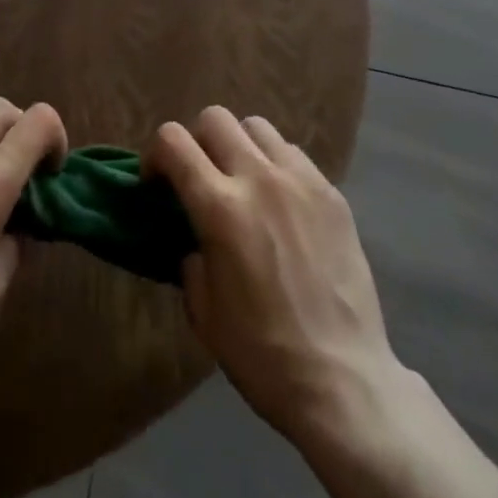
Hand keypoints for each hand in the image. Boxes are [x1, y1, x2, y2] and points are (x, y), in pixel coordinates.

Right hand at [147, 106, 400, 445]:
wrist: (342, 379)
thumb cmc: (262, 353)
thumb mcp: (204, 311)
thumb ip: (191, 257)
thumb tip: (196, 238)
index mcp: (220, 207)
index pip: (173, 141)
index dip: (155, 155)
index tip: (156, 182)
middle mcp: (259, 178)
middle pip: (215, 118)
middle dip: (196, 141)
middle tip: (198, 177)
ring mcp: (301, 180)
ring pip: (256, 126)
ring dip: (238, 145)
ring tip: (241, 181)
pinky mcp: (332, 193)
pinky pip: (293, 153)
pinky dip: (274, 163)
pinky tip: (279, 201)